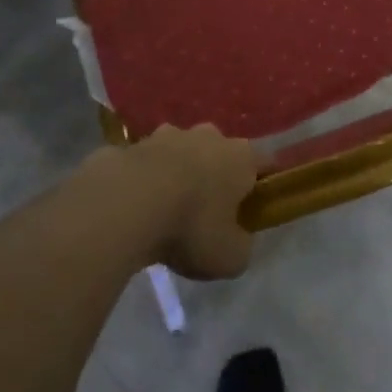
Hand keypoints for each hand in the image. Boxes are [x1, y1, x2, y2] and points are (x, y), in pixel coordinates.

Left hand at [116, 125, 258, 279]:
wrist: (127, 203)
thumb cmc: (191, 227)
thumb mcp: (230, 257)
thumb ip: (241, 246)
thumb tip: (237, 239)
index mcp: (241, 157)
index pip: (265, 162)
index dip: (262, 183)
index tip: (255, 206)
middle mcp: (209, 136)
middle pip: (221, 152)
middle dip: (216, 174)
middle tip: (207, 210)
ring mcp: (169, 134)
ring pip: (182, 151)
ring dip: (179, 171)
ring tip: (167, 206)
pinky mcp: (134, 143)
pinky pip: (147, 162)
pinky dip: (145, 178)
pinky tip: (135, 205)